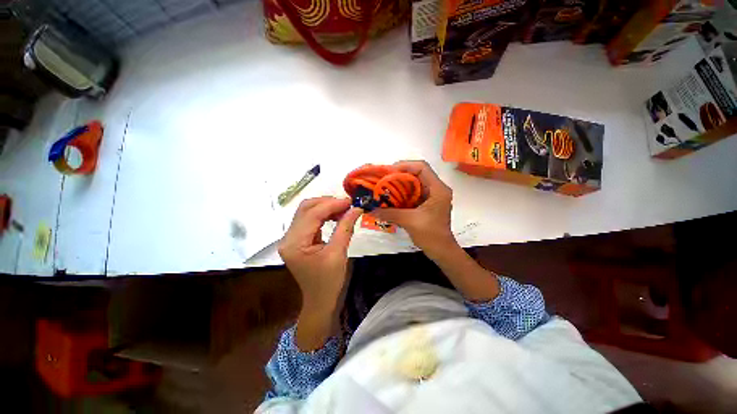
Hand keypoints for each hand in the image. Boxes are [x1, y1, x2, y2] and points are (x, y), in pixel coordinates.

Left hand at [278, 197, 361, 349]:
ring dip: (326, 207)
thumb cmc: (329, 282)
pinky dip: (324, 214)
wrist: (319, 301)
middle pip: (306, 208)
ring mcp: (291, 238)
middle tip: (348, 204)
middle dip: (328, 203)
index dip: (331, 204)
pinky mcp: (298, 239)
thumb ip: (345, 228)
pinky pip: (310, 219)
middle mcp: (288, 238)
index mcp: (294, 244)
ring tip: (344, 209)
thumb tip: (356, 208)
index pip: (312, 214)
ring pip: (307, 211)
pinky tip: (336, 216)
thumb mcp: (339, 253)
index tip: (350, 201)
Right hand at [374, 161, 499, 301]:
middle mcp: (436, 188)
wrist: (441, 251)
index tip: (389, 172)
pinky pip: (413, 192)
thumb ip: (390, 213)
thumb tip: (371, 209)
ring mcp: (432, 195)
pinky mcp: (426, 202)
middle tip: (383, 178)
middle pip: (417, 173)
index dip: (405, 165)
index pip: (422, 167)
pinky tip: (391, 196)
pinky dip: (402, 192)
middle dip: (399, 174)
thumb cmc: (431, 235)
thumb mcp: (409, 221)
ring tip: (385, 186)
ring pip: (414, 182)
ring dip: (400, 183)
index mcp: (438, 189)